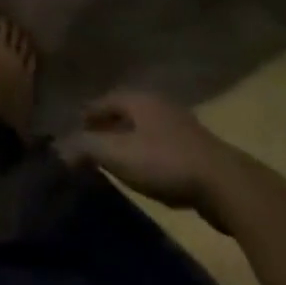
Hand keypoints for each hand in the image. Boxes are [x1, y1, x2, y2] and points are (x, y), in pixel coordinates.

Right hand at [57, 91, 246, 228]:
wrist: (228, 186)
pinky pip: (163, 144)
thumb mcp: (119, 155)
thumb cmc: (166, 162)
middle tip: (93, 140)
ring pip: (146, 127)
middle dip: (109, 123)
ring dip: (131, 138)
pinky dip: (150, 152)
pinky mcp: (198, 150)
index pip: (104, 100)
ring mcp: (182, 125)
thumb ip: (87, 147)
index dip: (89, 113)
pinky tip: (149, 170)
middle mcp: (158, 104)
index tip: (75, 126)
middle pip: (126, 111)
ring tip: (118, 156)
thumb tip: (57, 146)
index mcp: (138, 98)